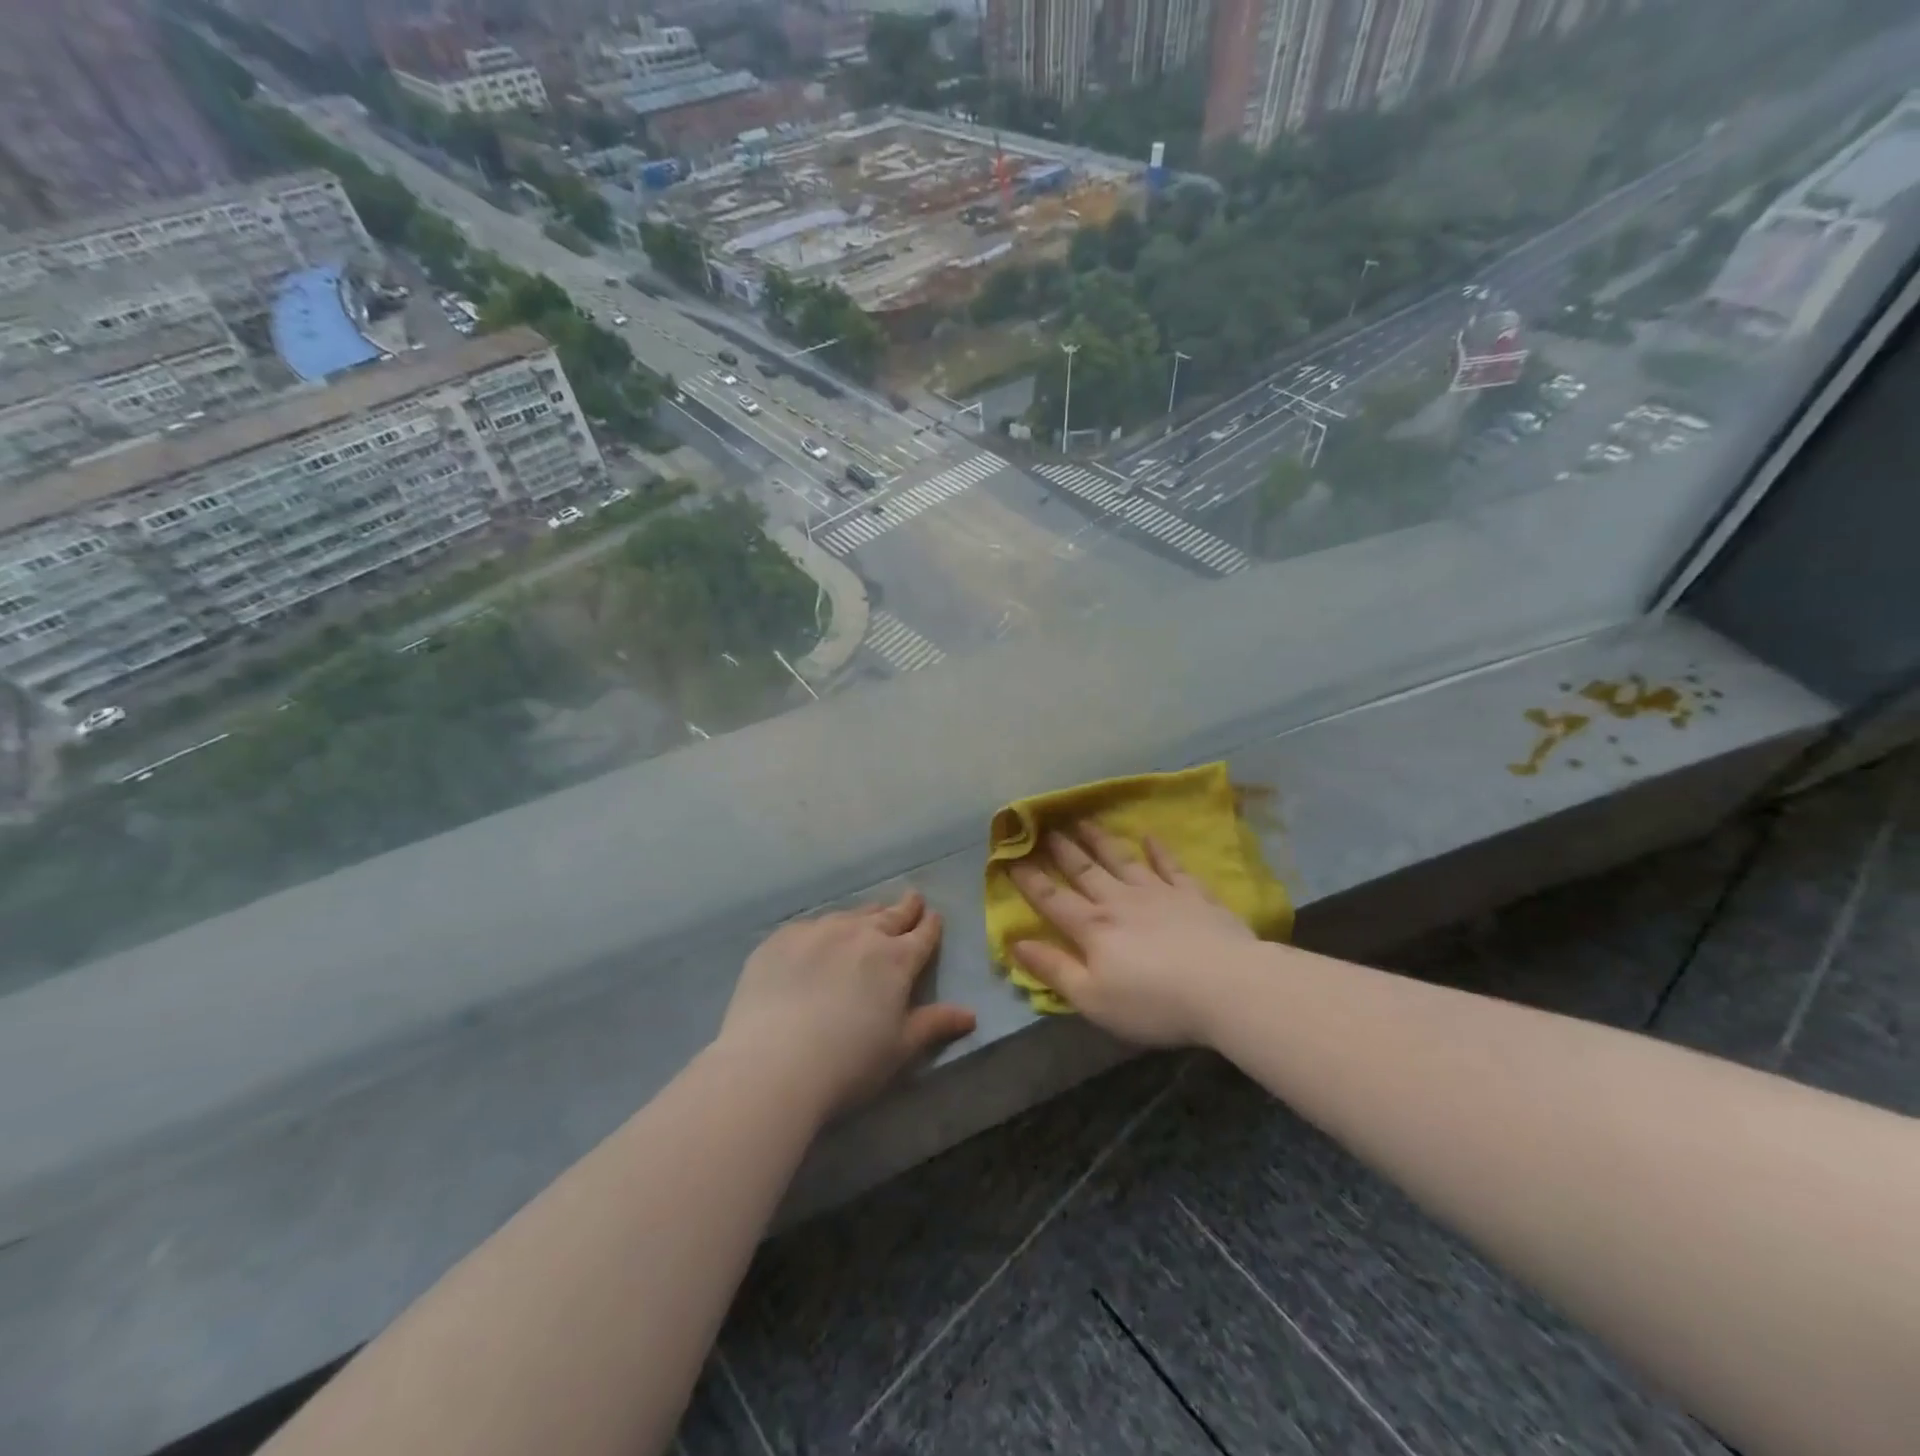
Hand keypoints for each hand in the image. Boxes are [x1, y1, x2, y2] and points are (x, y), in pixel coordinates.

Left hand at [718, 889, 976, 1115]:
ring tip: (869, 917)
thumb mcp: (900, 1049)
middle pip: (889, 915)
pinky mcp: (782, 938)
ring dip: (865, 916)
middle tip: (912, 899)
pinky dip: (824, 930)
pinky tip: (818, 941)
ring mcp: (819, 931)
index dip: (930, 925)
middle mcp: (862, 935)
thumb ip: (935, 1025)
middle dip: (904, 908)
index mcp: (897, 960)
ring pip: (851, 915)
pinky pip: (811, 926)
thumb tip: (970, 1015)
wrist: (773, 1063)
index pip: (922, 934)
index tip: (933, 916)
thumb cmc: (849, 1062)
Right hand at [1009, 824, 1256, 1047]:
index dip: (1029, 880)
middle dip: (1061, 850)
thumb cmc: (1153, 1003)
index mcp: (1093, 929)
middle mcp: (1120, 902)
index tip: (1010, 858)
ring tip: (1083, 820)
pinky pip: (1171, 866)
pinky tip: (1149, 836)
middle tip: (1044, 826)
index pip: (1053, 899)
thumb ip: (1054, 969)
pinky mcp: (1193, 895)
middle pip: (1085, 871)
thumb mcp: (1093, 999)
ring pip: (1122, 859)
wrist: (1226, 987)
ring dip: (1100, 840)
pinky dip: (1159, 850)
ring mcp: (1158, 893)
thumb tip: (1015, 943)